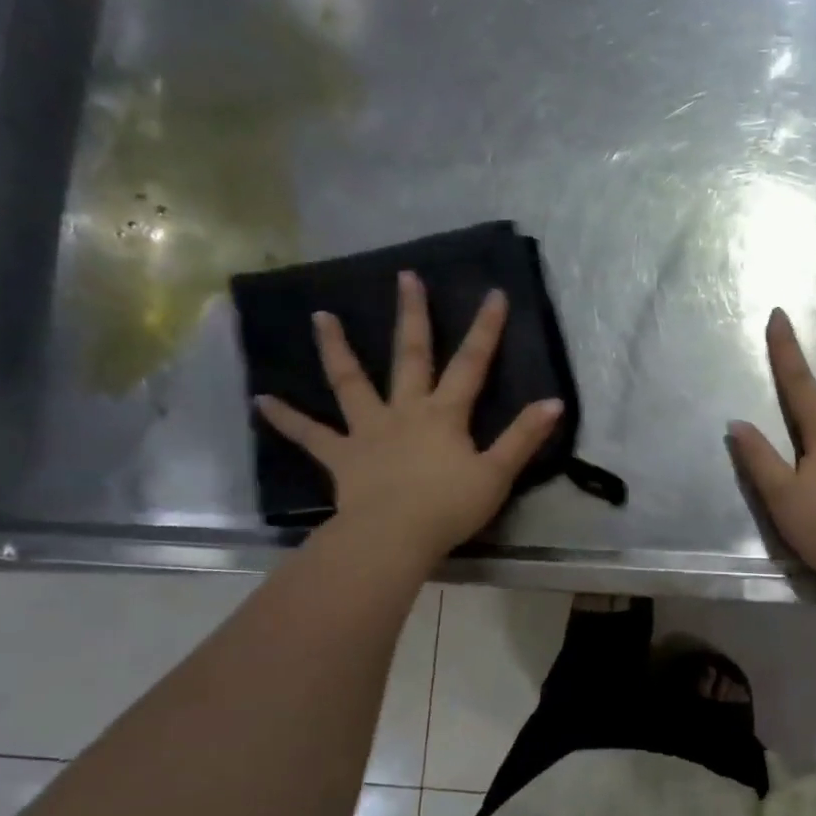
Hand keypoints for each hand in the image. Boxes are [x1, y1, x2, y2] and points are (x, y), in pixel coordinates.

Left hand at [255, 271, 562, 563]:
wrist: (394, 537)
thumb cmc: (449, 507)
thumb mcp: (497, 474)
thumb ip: (523, 437)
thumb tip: (554, 403)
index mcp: (444, 414)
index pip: (471, 364)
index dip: (485, 330)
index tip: (494, 294)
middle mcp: (405, 411)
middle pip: (411, 356)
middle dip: (412, 316)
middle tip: (405, 277)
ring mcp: (368, 431)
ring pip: (351, 382)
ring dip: (337, 349)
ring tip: (321, 317)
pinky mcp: (342, 456)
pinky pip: (310, 436)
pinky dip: (286, 419)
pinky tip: (261, 401)